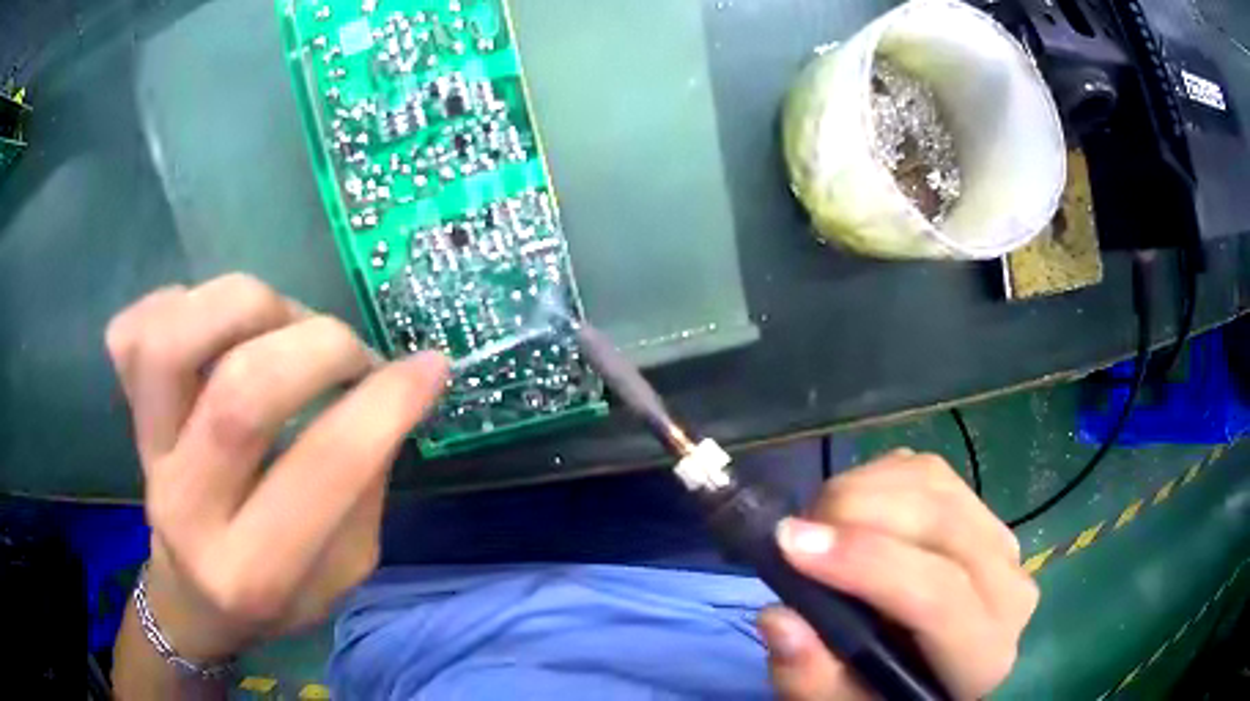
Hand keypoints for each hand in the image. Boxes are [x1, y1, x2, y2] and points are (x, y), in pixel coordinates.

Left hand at [106, 274, 447, 661]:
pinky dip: (179, 303)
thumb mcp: (344, 572)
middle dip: (319, 346)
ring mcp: (144, 453)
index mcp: (256, 570)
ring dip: (247, 305)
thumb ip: (364, 489)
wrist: (192, 599)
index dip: (386, 402)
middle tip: (351, 352)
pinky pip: (134, 329)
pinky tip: (215, 327)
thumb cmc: (276, 598)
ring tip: (280, 323)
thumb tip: (389, 390)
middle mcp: (187, 509)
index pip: (324, 467)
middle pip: (241, 391)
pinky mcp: (126, 414)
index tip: (429, 367)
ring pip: (173, 341)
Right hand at [757, 450, 1037, 699]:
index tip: (790, 544)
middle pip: (942, 524)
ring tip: (817, 524)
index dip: (866, 563)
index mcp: (983, 655)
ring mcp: (1000, 540)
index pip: (938, 595)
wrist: (928, 672)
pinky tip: (849, 510)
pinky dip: (877, 477)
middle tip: (793, 532)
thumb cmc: (882, 694)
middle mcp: (1008, 589)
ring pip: (935, 485)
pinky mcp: (980, 510)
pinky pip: (928, 471)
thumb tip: (779, 617)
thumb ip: (810, 680)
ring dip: (862, 490)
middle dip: (858, 512)